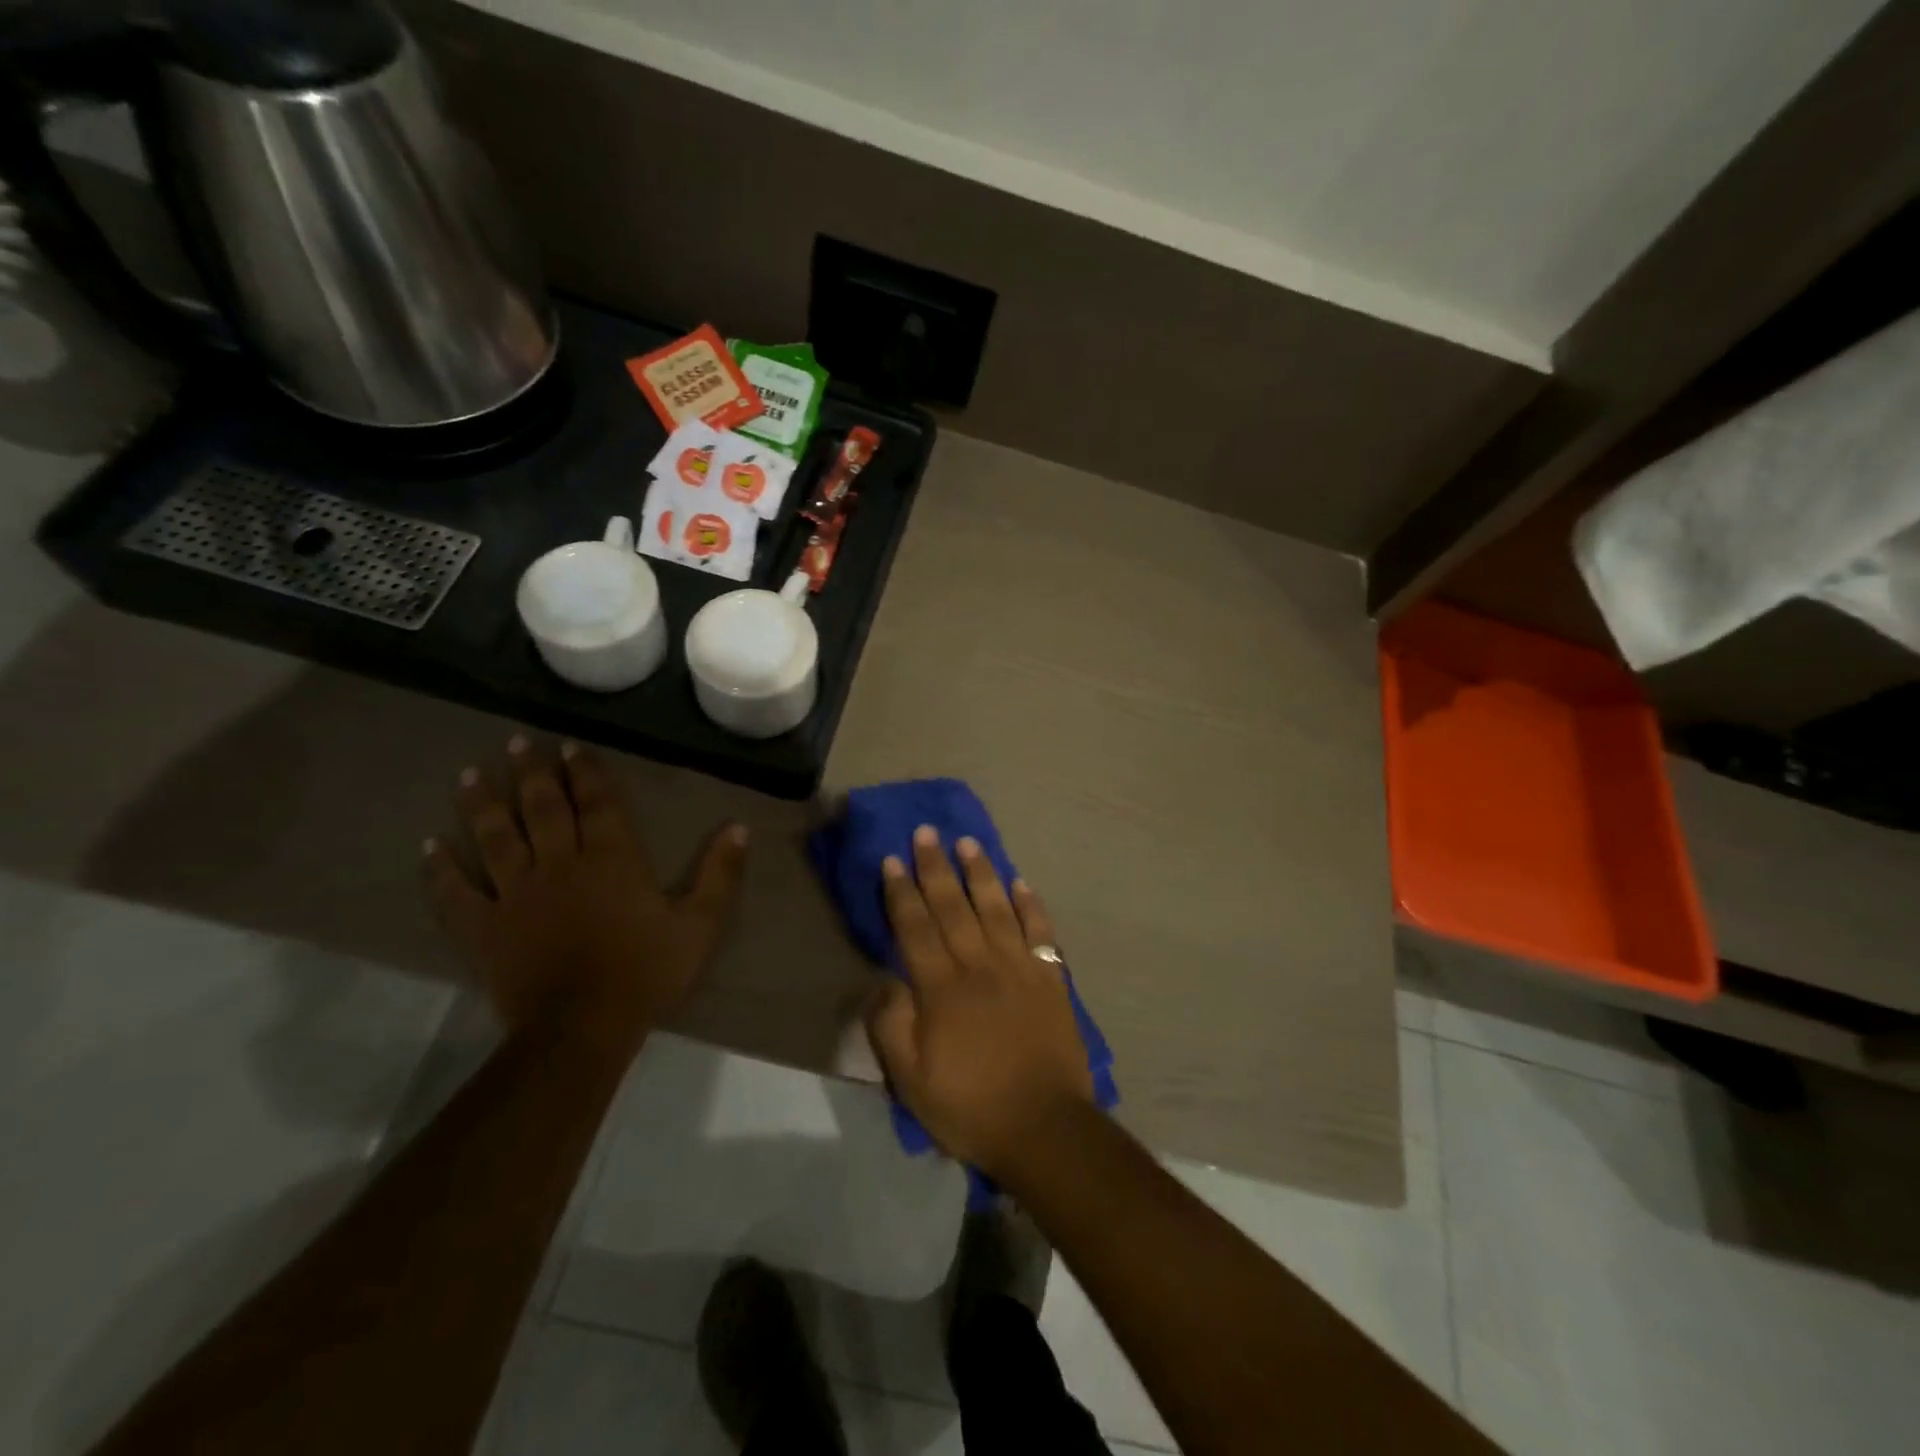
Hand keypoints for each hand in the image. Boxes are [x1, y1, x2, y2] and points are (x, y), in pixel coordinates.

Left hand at [424, 738, 747, 1055]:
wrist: (582, 1029)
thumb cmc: (645, 973)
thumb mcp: (700, 925)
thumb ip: (720, 875)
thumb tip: (738, 828)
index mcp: (612, 860)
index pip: (597, 804)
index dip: (585, 772)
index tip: (570, 746)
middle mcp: (560, 865)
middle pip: (542, 809)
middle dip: (532, 773)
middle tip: (518, 743)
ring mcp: (515, 895)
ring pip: (495, 838)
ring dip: (483, 803)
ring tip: (469, 773)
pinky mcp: (485, 929)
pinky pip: (456, 893)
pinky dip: (441, 869)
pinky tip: (431, 846)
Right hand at [866, 827, 1093, 1180]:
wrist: (1044, 1128)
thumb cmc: (970, 1106)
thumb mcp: (911, 1079)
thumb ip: (892, 1024)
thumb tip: (884, 979)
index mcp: (942, 988)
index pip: (916, 928)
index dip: (902, 893)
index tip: (893, 860)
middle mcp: (980, 965)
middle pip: (954, 907)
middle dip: (936, 868)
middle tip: (926, 833)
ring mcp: (1020, 969)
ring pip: (997, 908)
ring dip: (981, 873)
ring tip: (968, 843)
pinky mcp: (1050, 980)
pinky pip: (1040, 933)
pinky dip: (1032, 905)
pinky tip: (1022, 883)